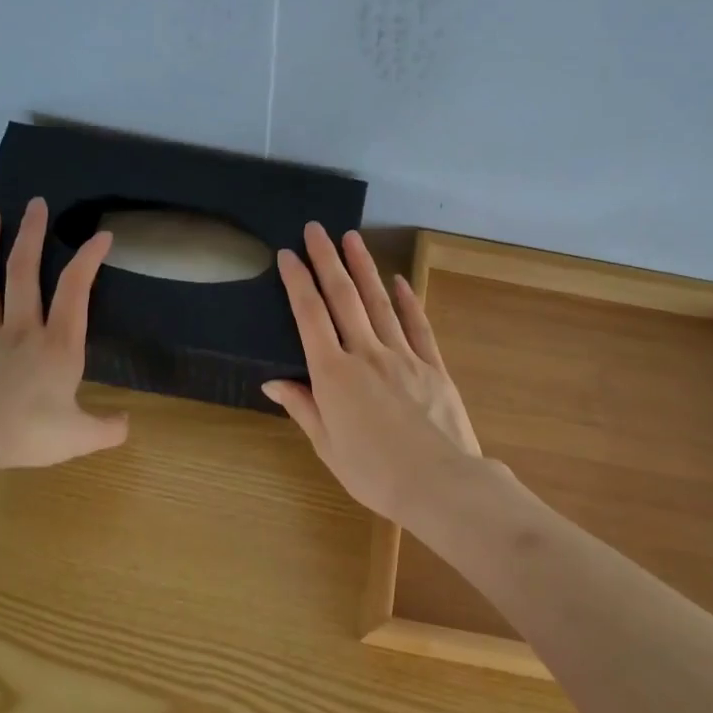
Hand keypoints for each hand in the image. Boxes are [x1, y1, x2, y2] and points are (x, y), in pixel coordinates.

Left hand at [0, 198, 128, 484]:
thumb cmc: (28, 435)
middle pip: (24, 272)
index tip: (101, 235)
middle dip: (31, 234)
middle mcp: (20, 330)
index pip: (75, 291)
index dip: (88, 259)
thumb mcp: (80, 437)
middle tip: (35, 203)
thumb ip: (107, 428)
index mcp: (57, 345)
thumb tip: (127, 424)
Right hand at [263, 223, 481, 523]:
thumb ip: (303, 407)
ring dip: (364, 268)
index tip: (287, 255)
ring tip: (352, 238)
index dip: (297, 283)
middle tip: (316, 228)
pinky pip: (416, 325)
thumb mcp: (327, 446)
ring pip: (378, 303)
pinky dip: (406, 300)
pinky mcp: (432, 366)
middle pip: (343, 298)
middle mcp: (366, 354)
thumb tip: (274, 381)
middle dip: (327, 260)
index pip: (310, 317)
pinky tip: (397, 281)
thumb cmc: (373, 473)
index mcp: (333, 375)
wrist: (439, 484)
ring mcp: (403, 356)